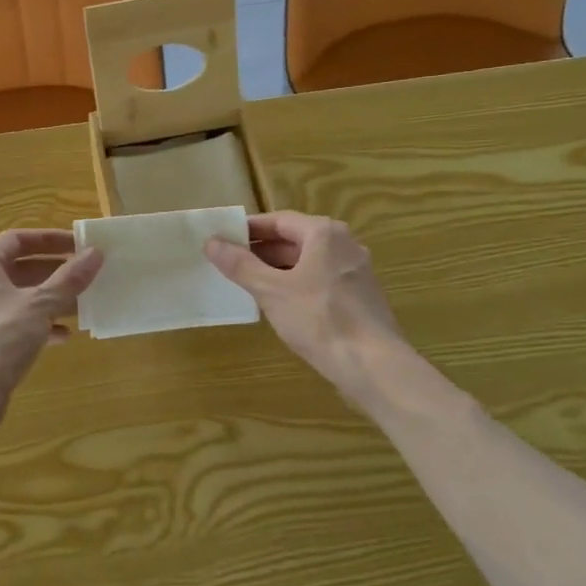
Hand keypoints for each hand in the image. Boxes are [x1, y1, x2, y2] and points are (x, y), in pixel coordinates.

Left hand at [0, 230, 102, 425]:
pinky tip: (64, 336)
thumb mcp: (39, 305)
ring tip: (83, 303)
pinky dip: (40, 325)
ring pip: (21, 297)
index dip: (50, 239)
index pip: (18, 239)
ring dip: (51, 299)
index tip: (80, 245)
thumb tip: (96, 253)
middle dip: (55, 271)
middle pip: (20, 267)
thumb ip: (69, 279)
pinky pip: (16, 323)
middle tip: (87, 273)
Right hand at [206, 211, 407, 397]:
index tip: (223, 239)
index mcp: (324, 233)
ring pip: (308, 262)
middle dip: (262, 251)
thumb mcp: (271, 291)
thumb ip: (240, 265)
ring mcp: (356, 271)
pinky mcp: (360, 297)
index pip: (278, 220)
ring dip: (278, 270)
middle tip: (229, 262)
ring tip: (248, 284)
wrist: (374, 366)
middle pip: (295, 239)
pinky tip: (280, 305)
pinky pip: (321, 281)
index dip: (249, 229)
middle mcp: (344, 244)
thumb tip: (211, 242)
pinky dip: (297, 285)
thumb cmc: (320, 319)